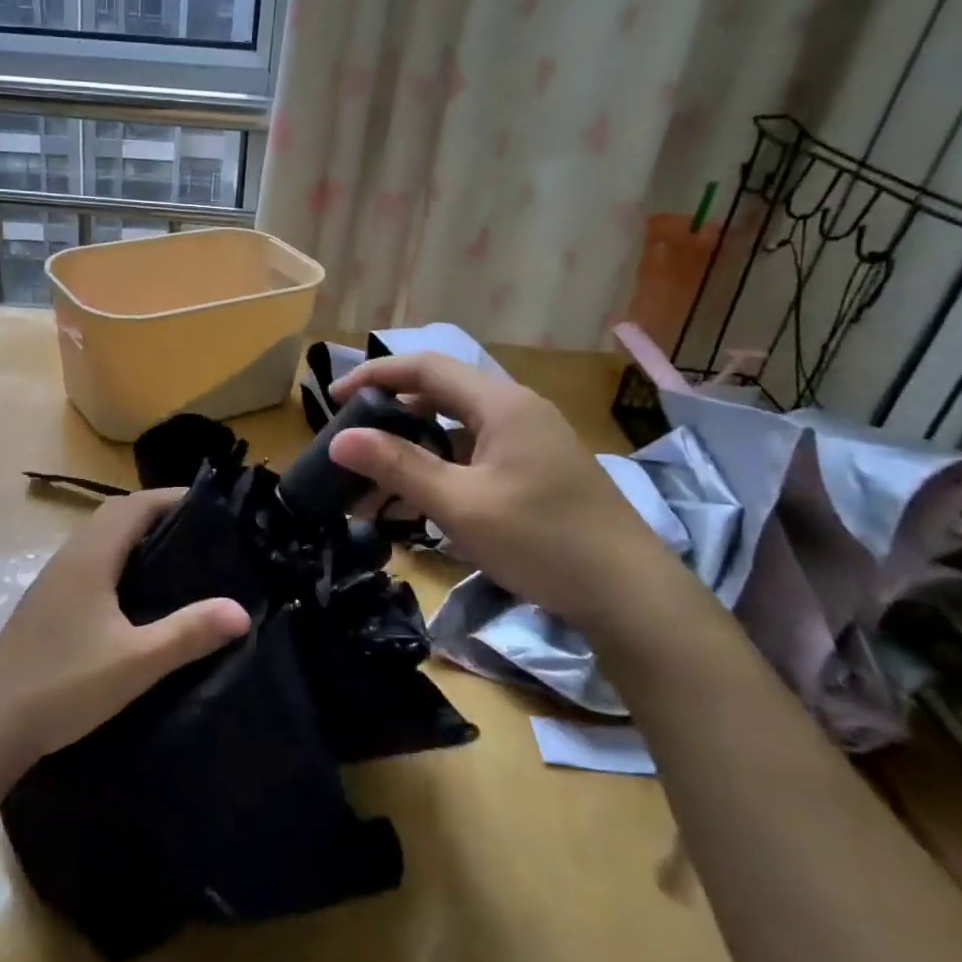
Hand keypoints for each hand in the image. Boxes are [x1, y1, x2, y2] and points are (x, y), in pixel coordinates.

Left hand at [0, 489, 250, 769]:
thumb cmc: (65, 685)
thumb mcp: (136, 662)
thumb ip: (188, 633)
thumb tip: (242, 610)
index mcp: (90, 557)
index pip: (135, 505)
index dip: (171, 497)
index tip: (211, 506)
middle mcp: (69, 556)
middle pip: (116, 514)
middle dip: (157, 512)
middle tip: (200, 531)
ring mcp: (53, 579)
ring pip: (99, 537)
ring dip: (134, 534)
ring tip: (176, 555)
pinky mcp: (47, 602)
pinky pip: (89, 560)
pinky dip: (118, 557)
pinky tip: (135, 592)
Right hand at [328, 354, 668, 624]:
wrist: (629, 594)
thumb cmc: (542, 541)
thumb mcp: (460, 505)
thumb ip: (398, 466)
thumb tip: (338, 439)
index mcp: (501, 404)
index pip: (426, 367)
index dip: (375, 375)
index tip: (333, 396)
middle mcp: (517, 409)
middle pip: (440, 393)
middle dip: (390, 412)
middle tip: (351, 438)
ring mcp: (530, 439)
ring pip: (456, 426)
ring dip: (413, 446)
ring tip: (374, 478)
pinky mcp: (537, 468)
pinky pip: (475, 452)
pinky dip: (440, 466)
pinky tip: (419, 498)